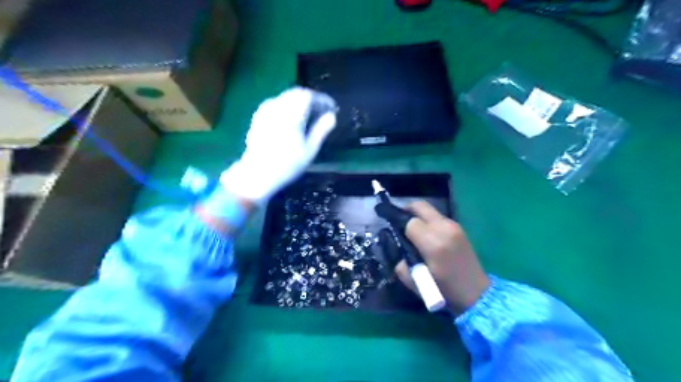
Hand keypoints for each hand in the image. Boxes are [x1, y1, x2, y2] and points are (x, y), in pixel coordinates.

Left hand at [222, 88, 336, 201]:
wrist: (258, 173)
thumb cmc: (287, 165)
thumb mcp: (309, 150)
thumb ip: (321, 130)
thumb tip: (332, 117)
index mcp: (292, 114)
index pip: (309, 96)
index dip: (322, 99)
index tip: (332, 108)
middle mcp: (278, 107)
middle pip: (297, 93)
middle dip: (312, 99)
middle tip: (322, 111)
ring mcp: (266, 110)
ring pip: (286, 97)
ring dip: (300, 102)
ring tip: (309, 115)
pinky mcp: (259, 116)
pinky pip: (277, 103)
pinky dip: (288, 106)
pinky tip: (292, 118)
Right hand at [394, 201, 488, 314]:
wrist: (476, 294)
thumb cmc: (444, 291)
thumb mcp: (414, 281)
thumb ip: (400, 262)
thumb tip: (395, 246)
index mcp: (433, 242)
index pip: (409, 222)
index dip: (397, 223)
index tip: (389, 227)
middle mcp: (444, 228)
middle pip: (420, 206)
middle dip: (406, 209)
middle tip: (397, 219)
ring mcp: (454, 226)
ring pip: (429, 210)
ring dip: (418, 215)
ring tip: (411, 229)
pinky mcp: (459, 228)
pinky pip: (438, 217)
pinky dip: (428, 220)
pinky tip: (425, 234)